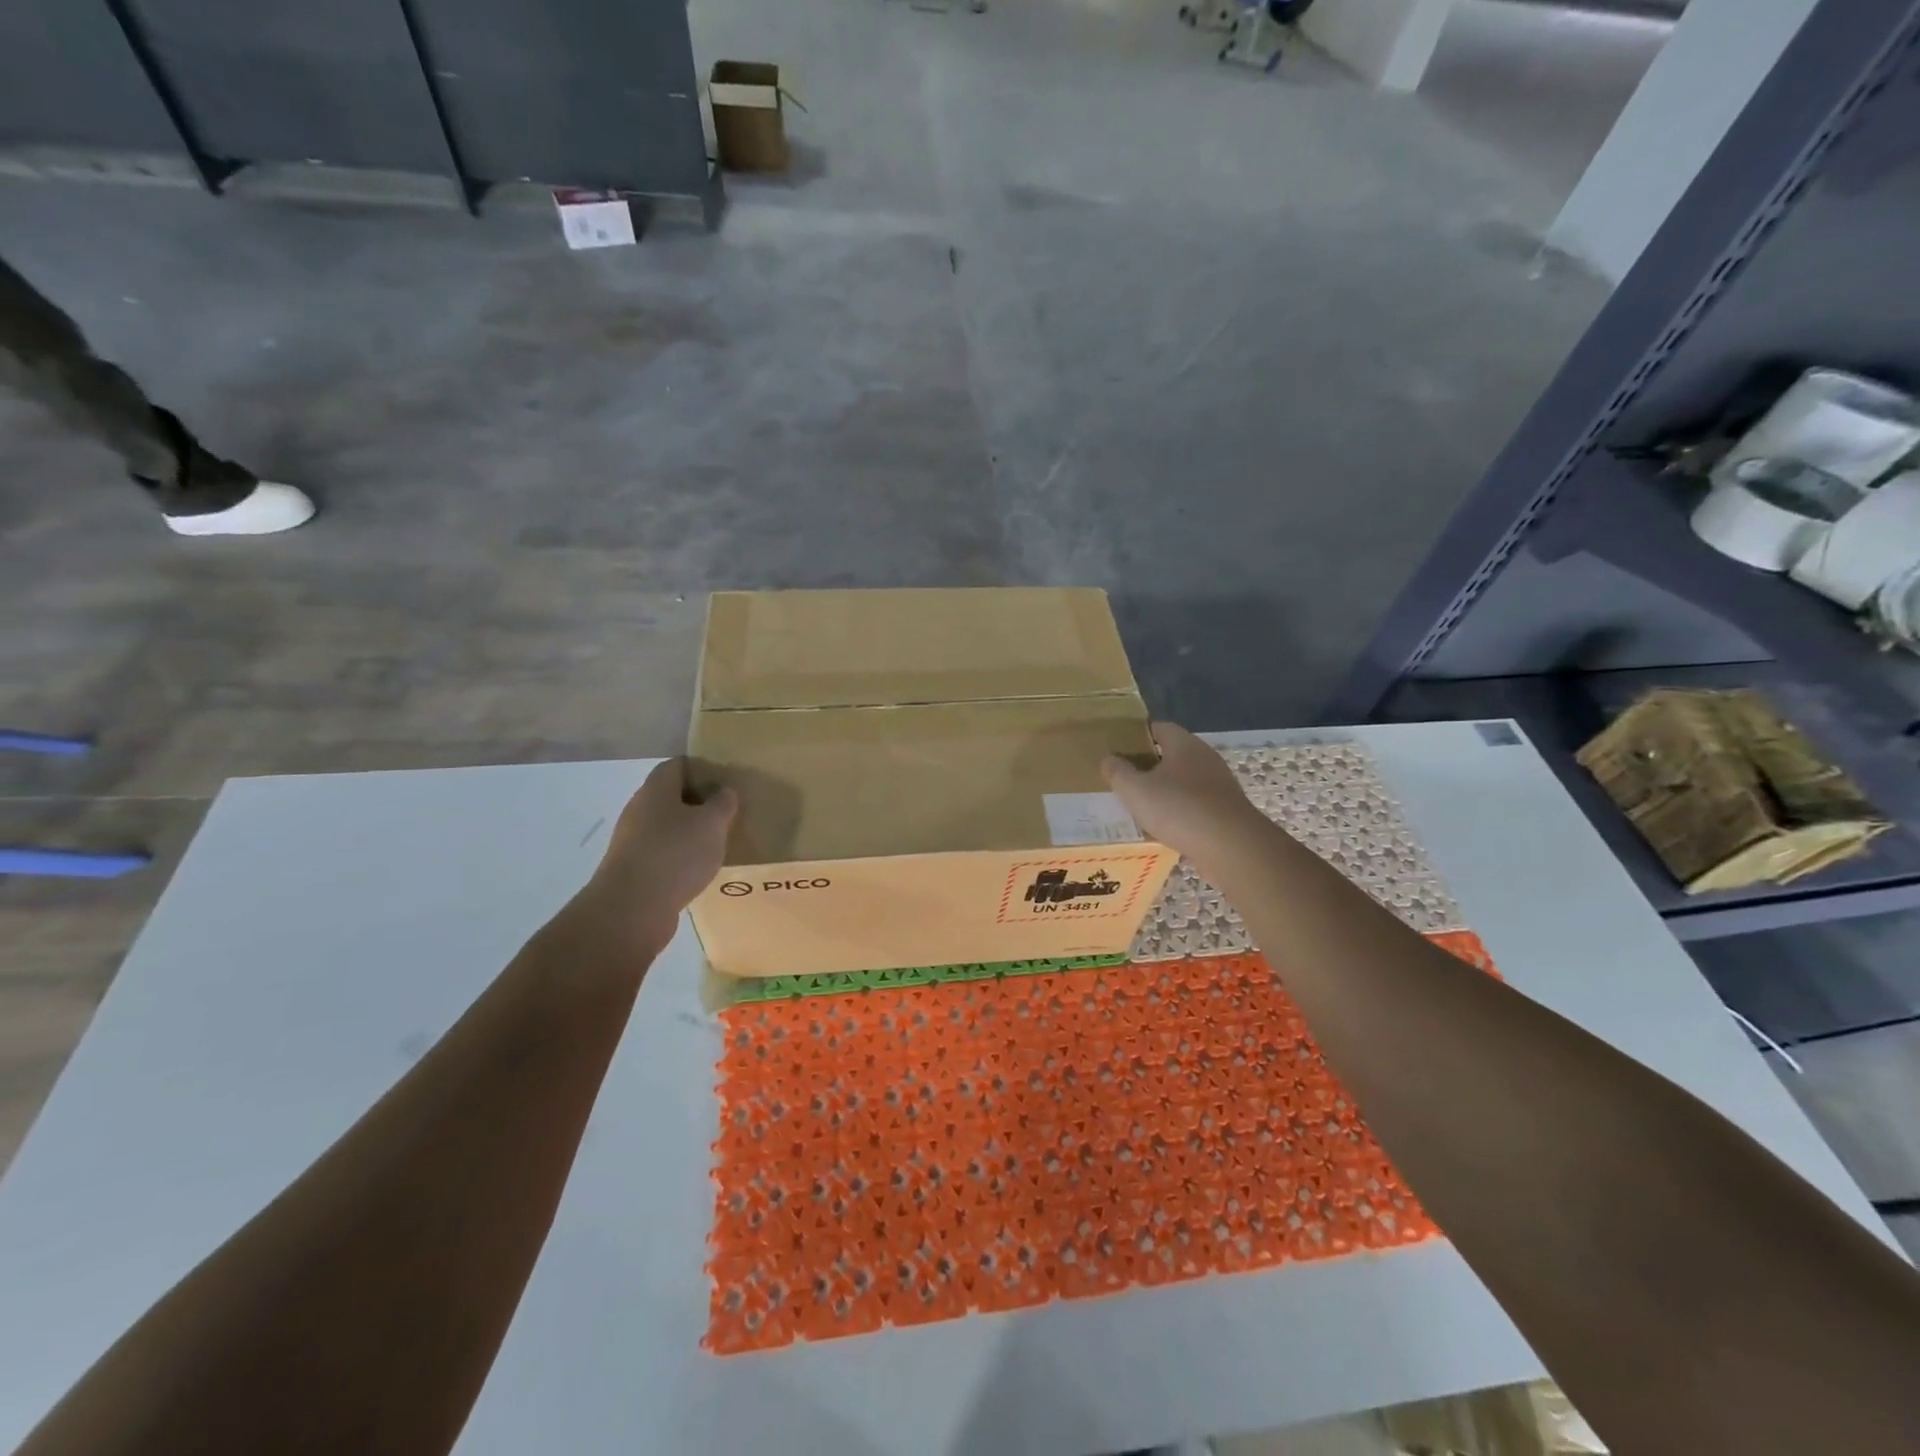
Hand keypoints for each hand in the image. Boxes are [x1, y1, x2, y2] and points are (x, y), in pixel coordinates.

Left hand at [580, 758, 736, 950]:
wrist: (632, 910)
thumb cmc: (675, 854)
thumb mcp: (712, 823)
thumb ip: (723, 803)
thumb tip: (723, 792)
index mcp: (656, 790)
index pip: (677, 765)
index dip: (702, 767)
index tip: (726, 779)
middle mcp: (639, 810)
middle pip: (671, 796)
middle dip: (699, 801)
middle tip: (728, 811)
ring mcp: (632, 841)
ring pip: (667, 827)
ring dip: (690, 832)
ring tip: (718, 842)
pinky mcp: (633, 870)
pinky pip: (662, 853)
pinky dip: (680, 857)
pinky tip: (699, 869)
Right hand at [1103, 723, 1266, 866]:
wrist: (1232, 847)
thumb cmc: (1179, 809)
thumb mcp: (1135, 790)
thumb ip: (1117, 772)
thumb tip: (1108, 758)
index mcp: (1184, 744)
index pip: (1159, 728)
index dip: (1138, 735)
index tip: (1119, 748)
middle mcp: (1205, 758)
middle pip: (1172, 754)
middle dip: (1150, 764)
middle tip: (1125, 778)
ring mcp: (1220, 785)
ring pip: (1185, 780)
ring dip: (1166, 790)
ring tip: (1142, 805)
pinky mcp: (1227, 810)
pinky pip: (1196, 804)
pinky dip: (1181, 811)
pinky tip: (1166, 826)